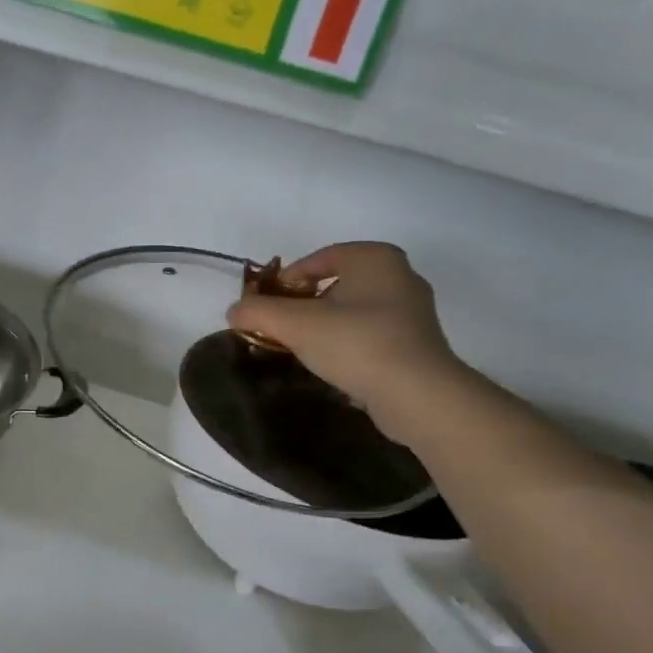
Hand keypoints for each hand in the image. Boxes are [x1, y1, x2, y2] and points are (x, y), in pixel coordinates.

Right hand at [225, 242, 467, 438]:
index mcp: (374, 258)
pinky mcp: (416, 344)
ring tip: (299, 348)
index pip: (317, 260)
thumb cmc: (357, 344)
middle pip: (334, 285)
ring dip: (323, 326)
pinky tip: (330, 365)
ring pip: (352, 311)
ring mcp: (412, 311)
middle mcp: (399, 276)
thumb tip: (234, 311)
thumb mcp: (296, 325)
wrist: (417, 395)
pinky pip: (369, 334)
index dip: (285, 281)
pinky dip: (346, 344)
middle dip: (303, 305)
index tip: (265, 306)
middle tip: (278, 327)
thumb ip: (258, 312)